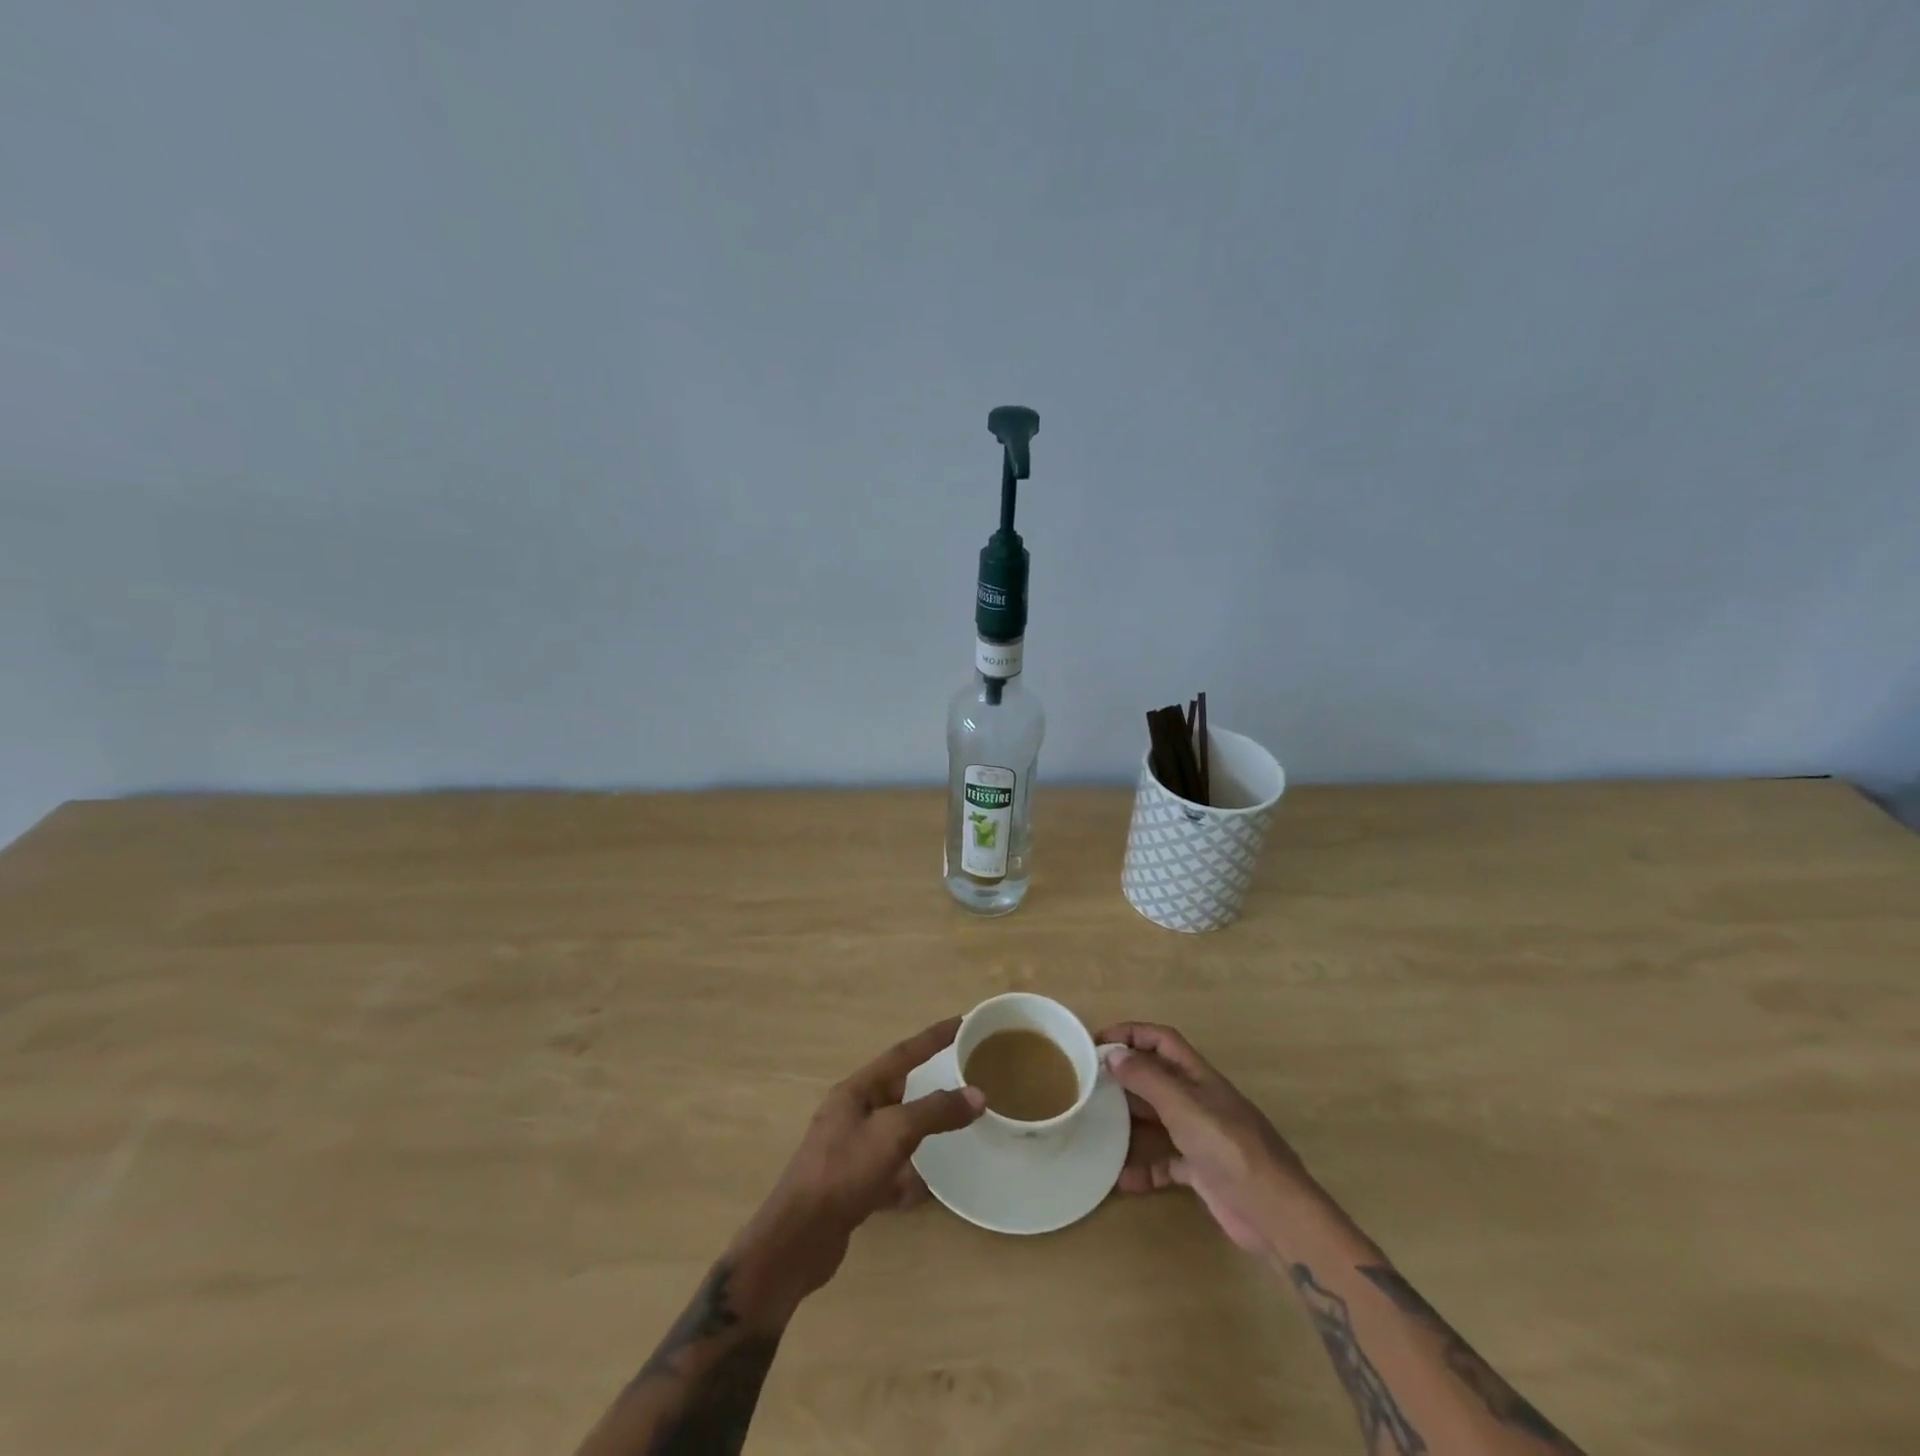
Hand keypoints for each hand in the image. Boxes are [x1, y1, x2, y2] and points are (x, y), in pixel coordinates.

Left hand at [730, 1017, 983, 1318]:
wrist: (798, 1240)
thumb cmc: (844, 1171)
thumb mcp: (894, 1133)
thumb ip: (936, 1111)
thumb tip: (978, 1095)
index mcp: (857, 1091)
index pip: (903, 1054)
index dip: (933, 1037)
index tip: (962, 1022)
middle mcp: (852, 1114)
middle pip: (898, 1090)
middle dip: (929, 1082)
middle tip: (964, 1075)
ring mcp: (850, 1151)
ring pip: (895, 1132)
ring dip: (922, 1130)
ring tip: (955, 1128)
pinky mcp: (852, 1187)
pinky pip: (890, 1172)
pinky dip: (909, 1177)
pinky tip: (930, 1189)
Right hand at [1098, 1021, 1307, 1251]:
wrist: (1274, 1212)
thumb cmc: (1229, 1148)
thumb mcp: (1184, 1106)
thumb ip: (1148, 1078)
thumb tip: (1113, 1053)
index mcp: (1199, 1077)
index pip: (1162, 1040)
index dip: (1131, 1033)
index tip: (1097, 1041)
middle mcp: (1200, 1100)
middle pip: (1158, 1076)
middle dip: (1126, 1073)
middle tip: (1091, 1080)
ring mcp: (1202, 1136)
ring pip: (1160, 1117)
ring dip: (1132, 1118)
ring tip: (1098, 1121)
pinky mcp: (1203, 1172)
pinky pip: (1167, 1163)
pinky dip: (1145, 1168)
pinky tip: (1122, 1179)